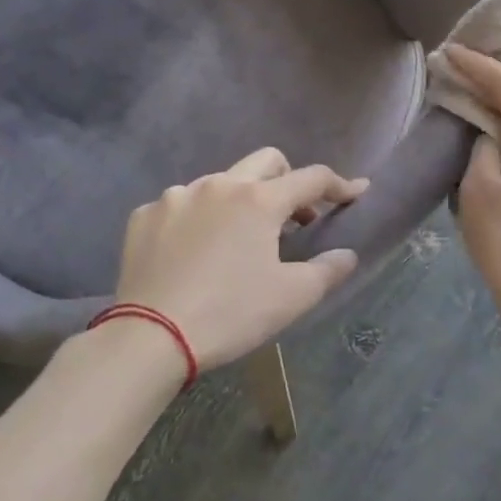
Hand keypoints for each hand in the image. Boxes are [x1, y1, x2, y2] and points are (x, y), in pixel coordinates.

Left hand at [112, 149, 368, 369]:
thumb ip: (328, 270)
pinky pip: (182, 205)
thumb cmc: (231, 314)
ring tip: (239, 239)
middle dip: (289, 180)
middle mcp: (218, 185)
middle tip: (295, 216)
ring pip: (221, 182)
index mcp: (259, 200)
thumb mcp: (292, 297)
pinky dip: (198, 219)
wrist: (149, 338)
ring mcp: (176, 197)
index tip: (356, 191)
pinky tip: (195, 252)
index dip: (340, 185)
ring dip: (240, 201)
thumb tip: (347, 255)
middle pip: (267, 162)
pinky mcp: (144, 216)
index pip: (312, 178)